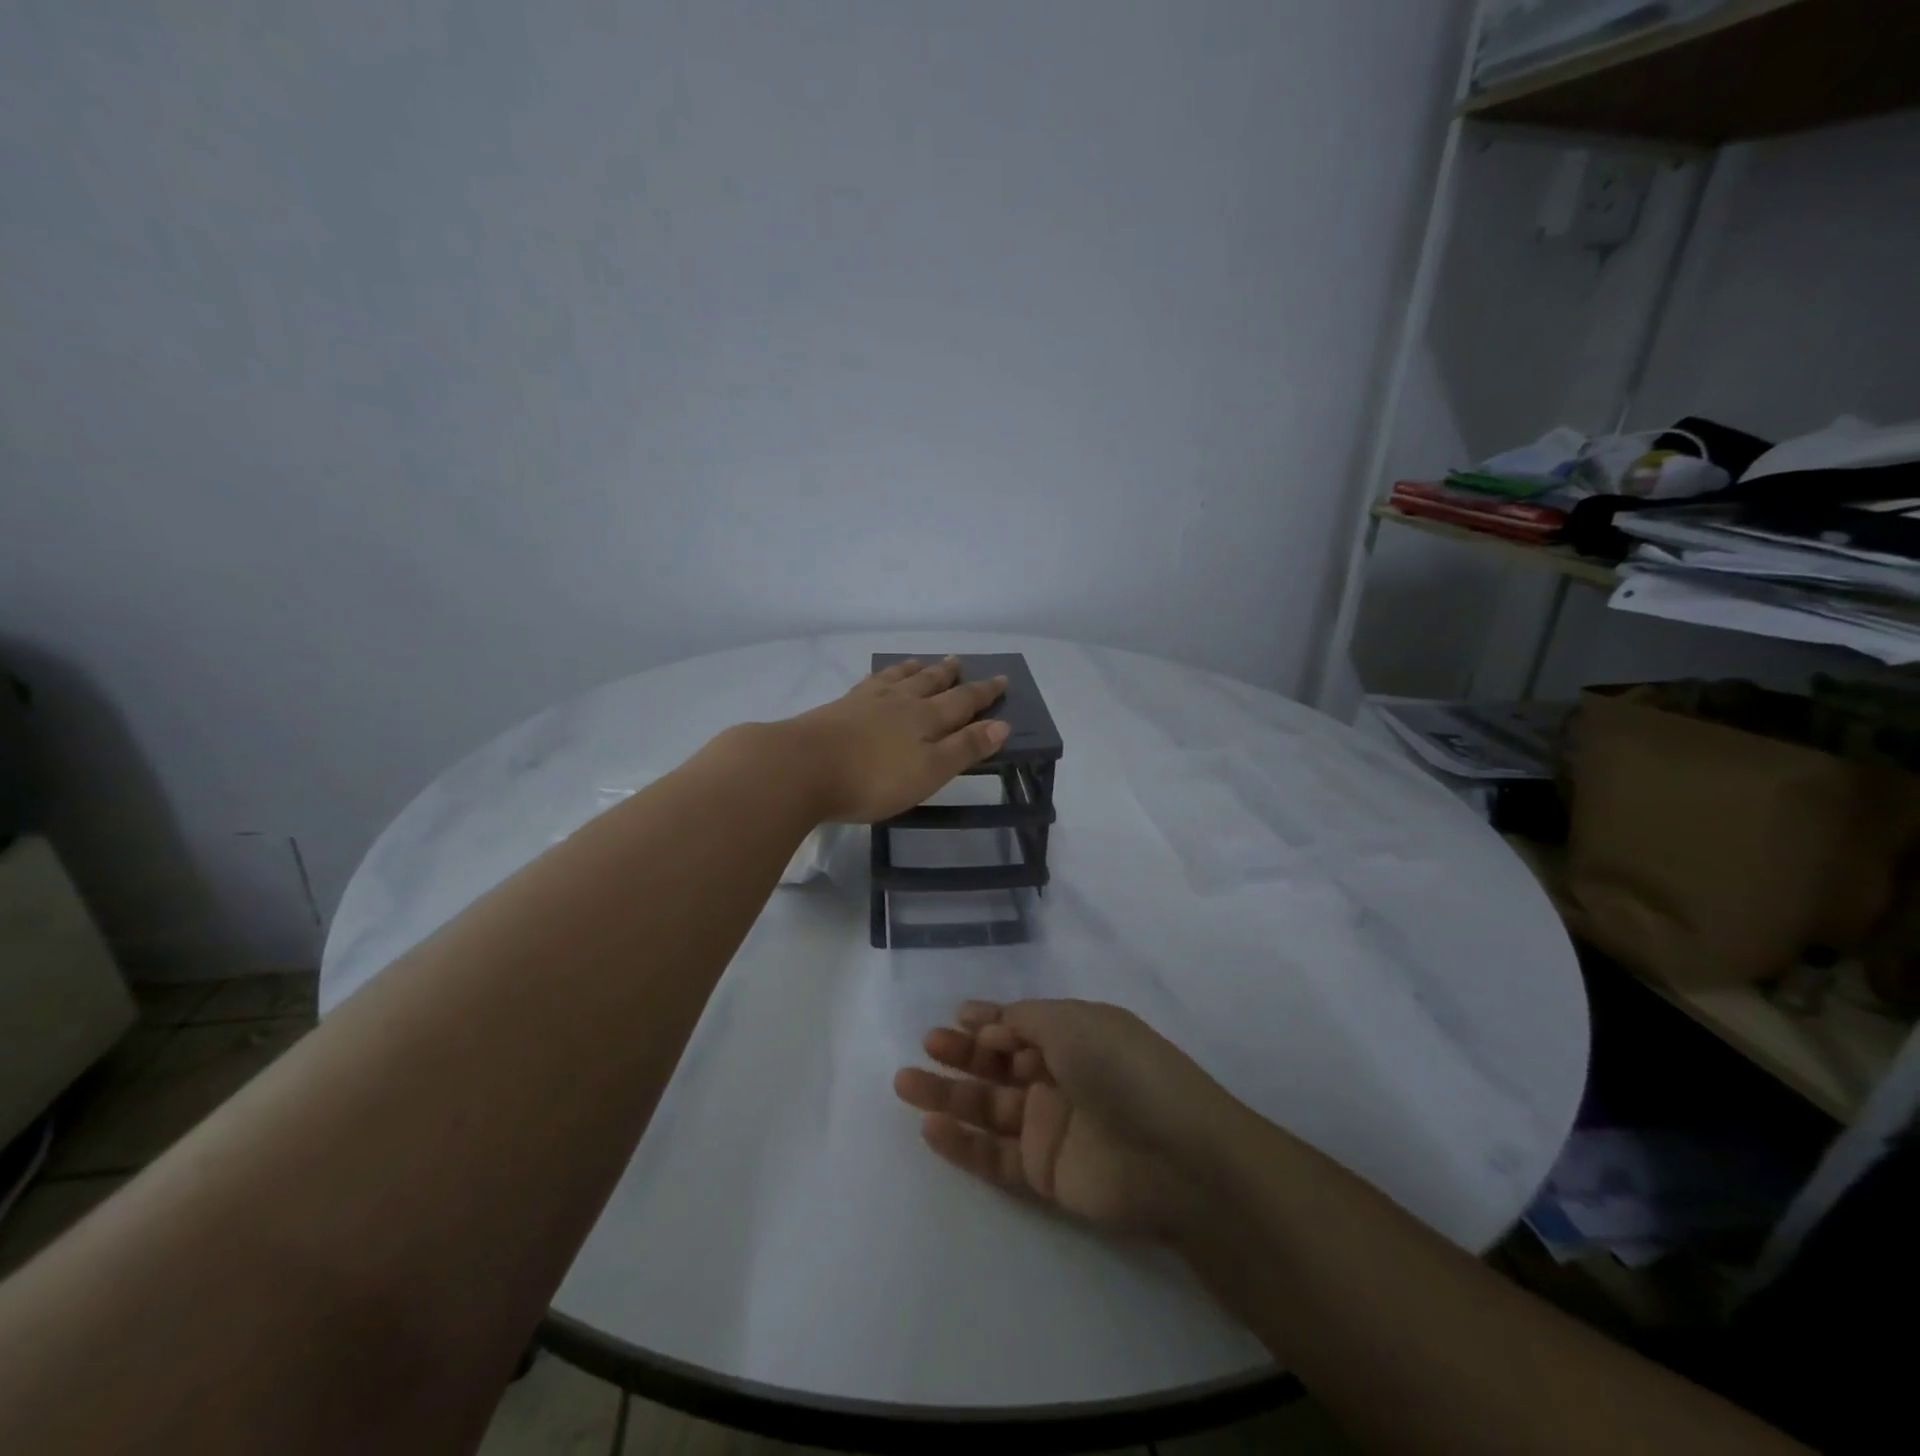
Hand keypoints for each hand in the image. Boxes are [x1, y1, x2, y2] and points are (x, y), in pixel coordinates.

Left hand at [786, 656, 1008, 823]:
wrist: (802, 767)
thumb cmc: (873, 778)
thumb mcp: (929, 772)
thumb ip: (964, 748)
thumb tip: (1001, 724)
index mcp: (925, 718)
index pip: (962, 702)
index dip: (984, 693)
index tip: (1002, 679)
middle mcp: (899, 702)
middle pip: (930, 683)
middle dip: (949, 675)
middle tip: (960, 661)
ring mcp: (866, 701)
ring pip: (897, 678)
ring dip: (914, 670)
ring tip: (921, 662)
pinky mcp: (838, 708)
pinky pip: (868, 683)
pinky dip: (881, 677)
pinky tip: (876, 679)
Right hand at [893, 1000, 1237, 1238]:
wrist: (1174, 1155)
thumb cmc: (1121, 1068)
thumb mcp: (1072, 1021)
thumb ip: (1025, 1020)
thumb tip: (993, 1025)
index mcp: (1075, 1037)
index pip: (1022, 1026)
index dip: (990, 1020)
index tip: (956, 1016)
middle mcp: (1061, 1078)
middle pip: (1000, 1066)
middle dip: (963, 1054)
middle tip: (927, 1046)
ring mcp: (1052, 1127)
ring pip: (989, 1109)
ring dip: (949, 1096)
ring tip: (906, 1084)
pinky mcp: (1046, 1173)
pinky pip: (995, 1156)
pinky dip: (963, 1144)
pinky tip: (930, 1128)